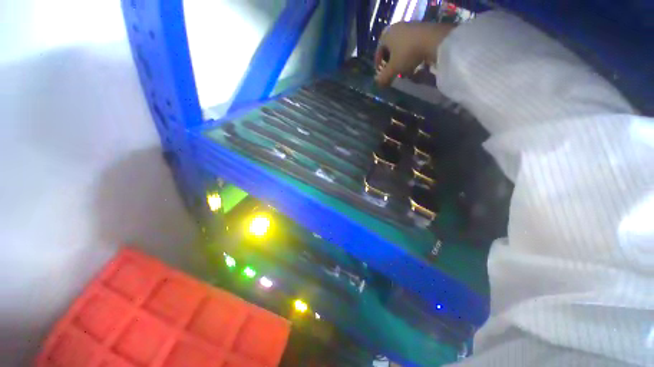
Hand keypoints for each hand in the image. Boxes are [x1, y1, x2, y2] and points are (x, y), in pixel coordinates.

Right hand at [374, 22, 454, 86]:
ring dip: (401, 61)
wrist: (434, 39)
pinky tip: (414, 66)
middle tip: (392, 73)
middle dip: (391, 64)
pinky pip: (412, 46)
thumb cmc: (408, 53)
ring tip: (404, 72)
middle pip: (390, 50)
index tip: (381, 75)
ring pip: (401, 48)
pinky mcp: (422, 30)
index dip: (378, 65)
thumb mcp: (393, 69)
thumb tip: (378, 84)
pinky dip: (411, 56)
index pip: (378, 52)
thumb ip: (384, 77)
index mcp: (386, 35)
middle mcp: (396, 28)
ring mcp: (410, 28)